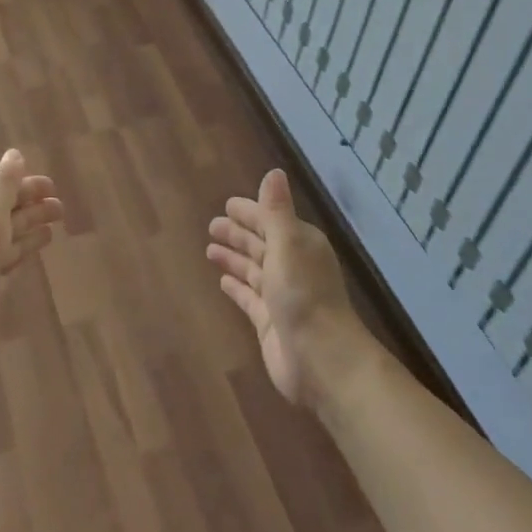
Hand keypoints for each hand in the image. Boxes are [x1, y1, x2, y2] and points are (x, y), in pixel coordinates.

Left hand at [0, 149, 62, 360]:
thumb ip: (4, 182)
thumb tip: (14, 153)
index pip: (6, 189)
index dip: (29, 187)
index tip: (53, 187)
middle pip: (11, 212)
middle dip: (35, 207)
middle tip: (62, 208)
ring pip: (12, 236)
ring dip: (33, 230)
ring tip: (54, 229)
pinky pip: (11, 260)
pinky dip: (24, 253)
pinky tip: (33, 253)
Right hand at [206, 168, 375, 409]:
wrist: (322, 359)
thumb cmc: (304, 294)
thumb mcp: (289, 244)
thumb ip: (277, 210)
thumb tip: (274, 171)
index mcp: (300, 244)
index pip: (271, 220)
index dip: (250, 212)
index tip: (228, 205)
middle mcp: (292, 266)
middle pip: (261, 243)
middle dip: (238, 233)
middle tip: (211, 226)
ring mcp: (281, 296)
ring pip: (253, 269)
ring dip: (234, 258)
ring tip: (209, 249)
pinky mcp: (270, 322)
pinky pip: (249, 298)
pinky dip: (237, 287)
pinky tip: (222, 282)